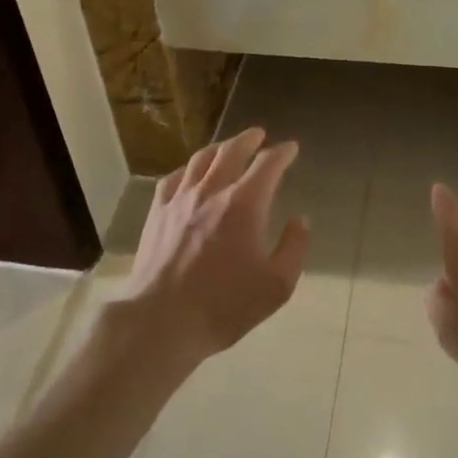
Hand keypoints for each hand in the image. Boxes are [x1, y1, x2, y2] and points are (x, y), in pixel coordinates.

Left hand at [124, 128, 308, 363]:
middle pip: (232, 150)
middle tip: (259, 134)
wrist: (161, 322)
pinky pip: (173, 179)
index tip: (291, 148)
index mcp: (245, 203)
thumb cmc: (224, 306)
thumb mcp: (276, 286)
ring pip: (201, 159)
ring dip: (219, 148)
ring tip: (227, 147)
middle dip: (249, 139)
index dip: (283, 152)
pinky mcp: (157, 213)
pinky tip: (188, 175)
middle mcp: (213, 190)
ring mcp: (180, 199)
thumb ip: (294, 248)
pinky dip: (187, 170)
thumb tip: (300, 221)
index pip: (268, 164)